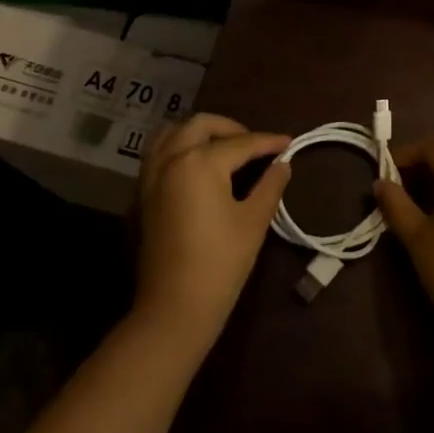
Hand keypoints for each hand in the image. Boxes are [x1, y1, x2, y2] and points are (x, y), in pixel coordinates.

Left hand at [134, 113, 291, 352]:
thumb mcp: (254, 221)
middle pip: (201, 125)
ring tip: (223, 148)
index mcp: (200, 162)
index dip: (269, 142)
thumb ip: (270, 185)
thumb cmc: (221, 262)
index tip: (290, 142)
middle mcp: (171, 159)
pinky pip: (158, 153)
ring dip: (199, 132)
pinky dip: (179, 147)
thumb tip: (283, 163)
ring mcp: (151, 176)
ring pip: (172, 133)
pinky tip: (198, 166)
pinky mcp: (143, 194)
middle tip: (255, 145)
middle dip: (231, 128)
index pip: (241, 143)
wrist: (175, 307)